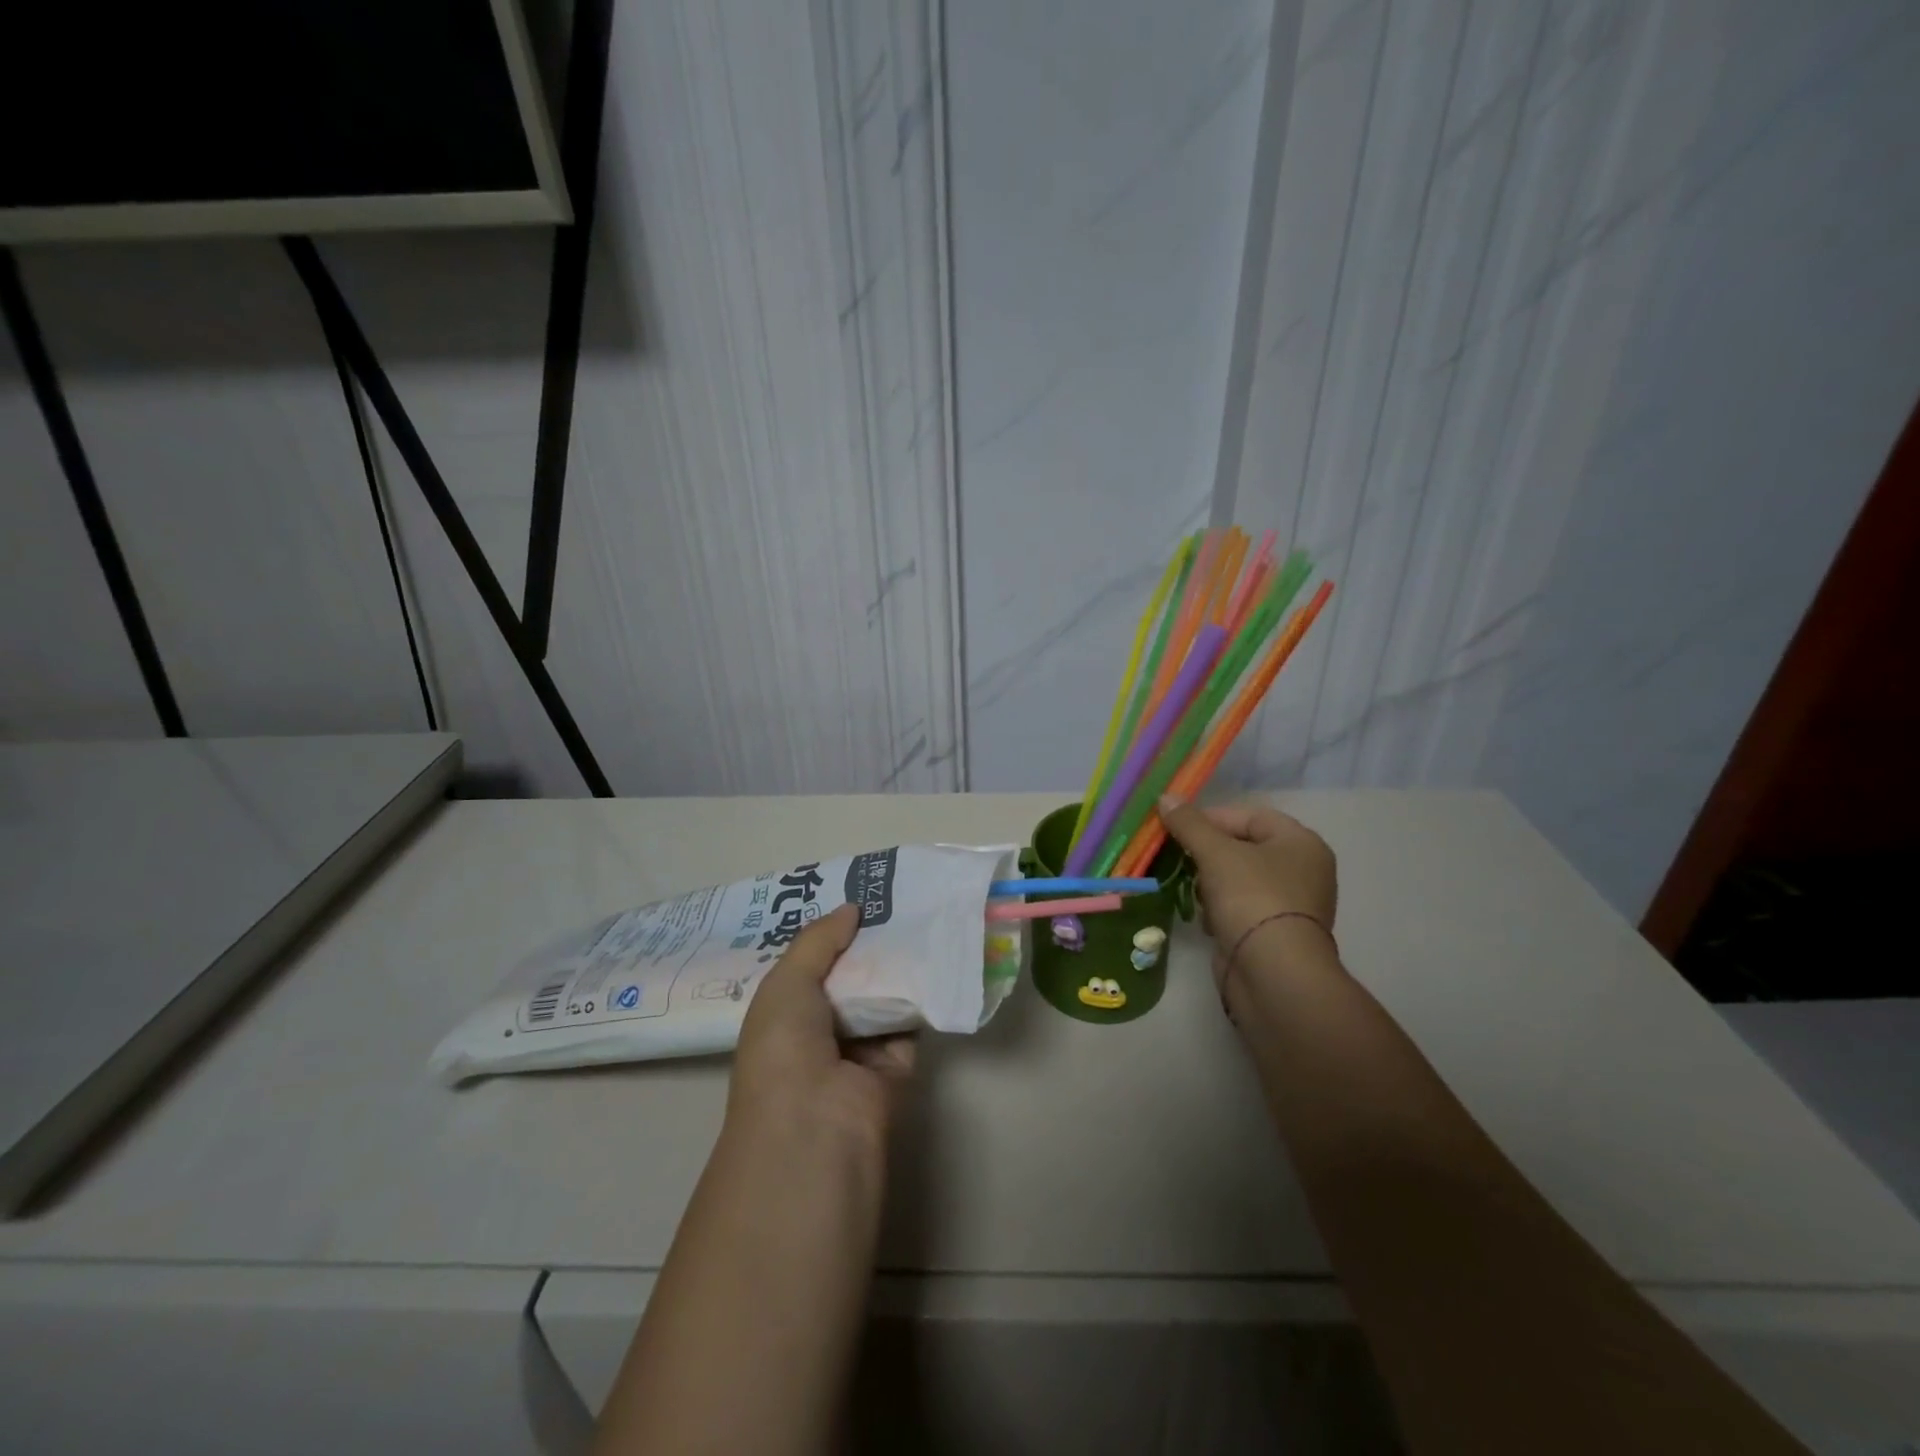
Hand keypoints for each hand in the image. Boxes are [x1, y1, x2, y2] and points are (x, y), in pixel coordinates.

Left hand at [729, 903, 915, 1154]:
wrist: (815, 1126)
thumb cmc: (784, 1049)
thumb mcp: (786, 983)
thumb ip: (818, 941)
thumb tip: (852, 908)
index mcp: (783, 1012)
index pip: (809, 964)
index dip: (830, 932)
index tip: (857, 894)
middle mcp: (819, 1029)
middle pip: (850, 976)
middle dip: (869, 942)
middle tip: (897, 896)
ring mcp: (858, 1049)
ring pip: (882, 996)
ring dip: (898, 964)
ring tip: (922, 913)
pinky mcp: (895, 1065)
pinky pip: (910, 1021)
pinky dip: (922, 995)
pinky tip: (937, 955)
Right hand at [1156, 794, 1337, 987]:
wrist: (1272, 975)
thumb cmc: (1252, 899)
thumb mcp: (1216, 853)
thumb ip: (1190, 824)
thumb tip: (1165, 796)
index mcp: (1301, 843)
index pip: (1249, 816)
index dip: (1211, 818)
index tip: (1176, 827)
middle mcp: (1302, 870)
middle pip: (1242, 847)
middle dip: (1207, 853)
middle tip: (1179, 857)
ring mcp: (1289, 905)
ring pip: (1237, 879)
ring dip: (1210, 883)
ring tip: (1194, 891)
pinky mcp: (1272, 933)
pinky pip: (1239, 908)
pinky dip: (1219, 909)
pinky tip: (1207, 919)